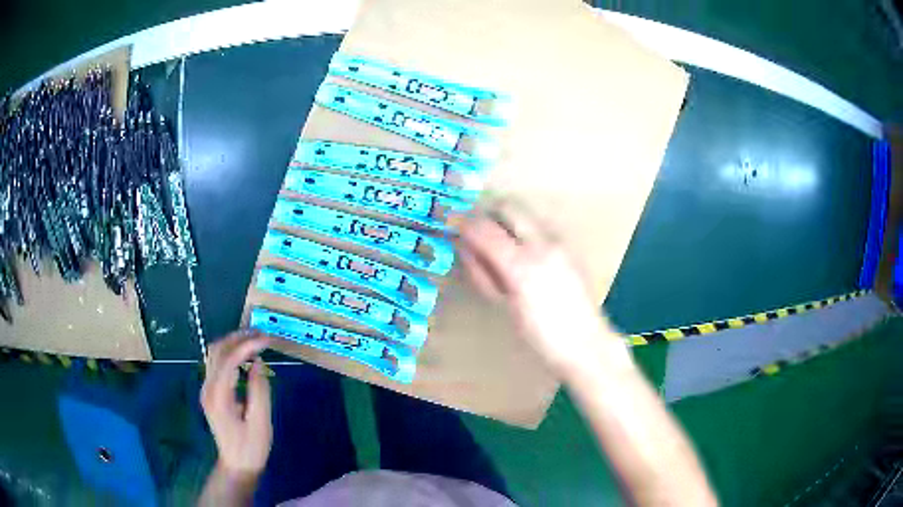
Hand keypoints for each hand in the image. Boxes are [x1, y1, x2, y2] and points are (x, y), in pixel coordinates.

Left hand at [201, 330, 272, 481]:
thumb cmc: (251, 447)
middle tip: (261, 334)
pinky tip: (245, 357)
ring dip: (233, 343)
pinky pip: (217, 364)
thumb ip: (259, 391)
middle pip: (217, 350)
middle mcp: (208, 388)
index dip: (247, 345)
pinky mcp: (210, 392)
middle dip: (238, 338)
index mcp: (219, 396)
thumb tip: (258, 363)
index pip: (229, 359)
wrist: (237, 465)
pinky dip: (230, 353)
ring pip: (214, 354)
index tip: (267, 340)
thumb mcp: (261, 422)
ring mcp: (206, 389)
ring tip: (255, 340)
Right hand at [456, 202, 627, 374]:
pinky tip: (523, 251)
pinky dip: (525, 229)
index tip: (452, 224)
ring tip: (499, 241)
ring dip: (507, 218)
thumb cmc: (540, 335)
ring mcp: (560, 242)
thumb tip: (465, 248)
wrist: (586, 343)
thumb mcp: (504, 307)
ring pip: (527, 212)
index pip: (484, 230)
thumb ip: (483, 273)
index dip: (463, 223)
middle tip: (475, 228)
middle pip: (508, 207)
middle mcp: (542, 245)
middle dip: (487, 212)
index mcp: (521, 267)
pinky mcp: (571, 246)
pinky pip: (541, 225)